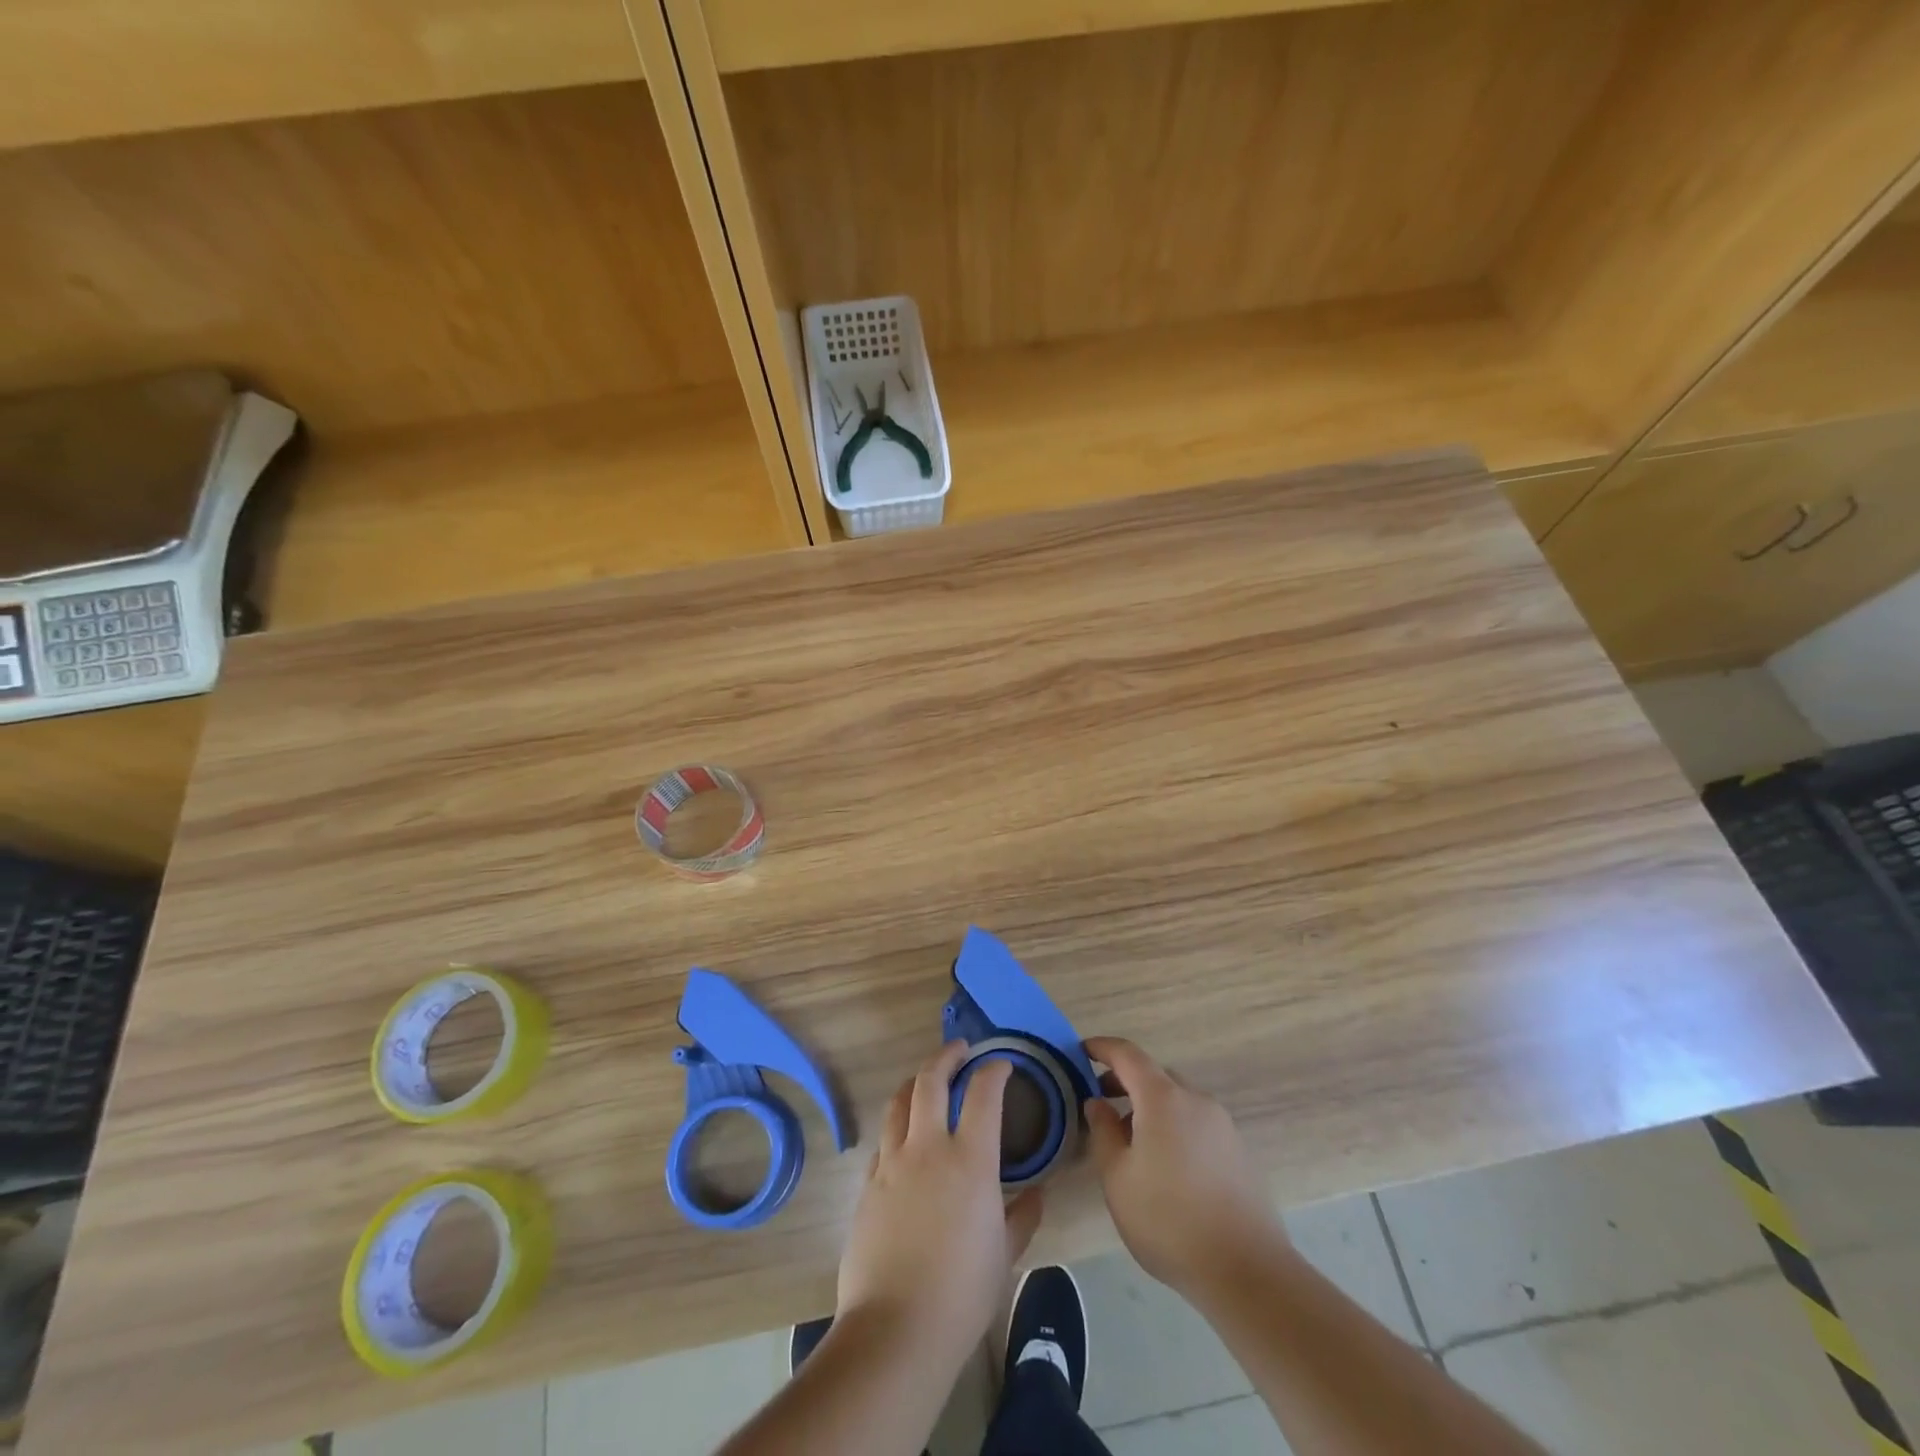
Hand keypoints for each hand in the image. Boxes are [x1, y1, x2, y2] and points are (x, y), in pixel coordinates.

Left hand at [836, 1042, 1044, 1371]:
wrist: (896, 1329)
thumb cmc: (962, 1293)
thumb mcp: (1005, 1255)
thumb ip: (1023, 1217)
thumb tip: (1037, 1193)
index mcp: (970, 1159)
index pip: (983, 1093)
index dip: (993, 1070)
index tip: (1001, 1064)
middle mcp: (928, 1147)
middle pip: (931, 1080)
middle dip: (946, 1056)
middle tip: (960, 1050)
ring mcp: (892, 1162)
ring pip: (899, 1101)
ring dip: (915, 1083)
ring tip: (926, 1081)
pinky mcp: (868, 1184)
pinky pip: (883, 1140)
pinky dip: (897, 1126)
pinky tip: (904, 1139)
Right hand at [1085, 1036, 1284, 1300]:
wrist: (1247, 1271)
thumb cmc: (1169, 1220)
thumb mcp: (1118, 1178)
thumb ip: (1103, 1132)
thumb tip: (1097, 1102)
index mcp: (1163, 1098)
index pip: (1127, 1054)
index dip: (1102, 1048)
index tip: (1081, 1051)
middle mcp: (1196, 1100)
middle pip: (1155, 1076)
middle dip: (1125, 1082)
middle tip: (1101, 1103)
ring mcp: (1223, 1125)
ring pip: (1178, 1101)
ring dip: (1151, 1107)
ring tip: (1131, 1142)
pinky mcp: (1239, 1151)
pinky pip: (1197, 1124)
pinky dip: (1174, 1127)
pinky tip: (1167, 1166)